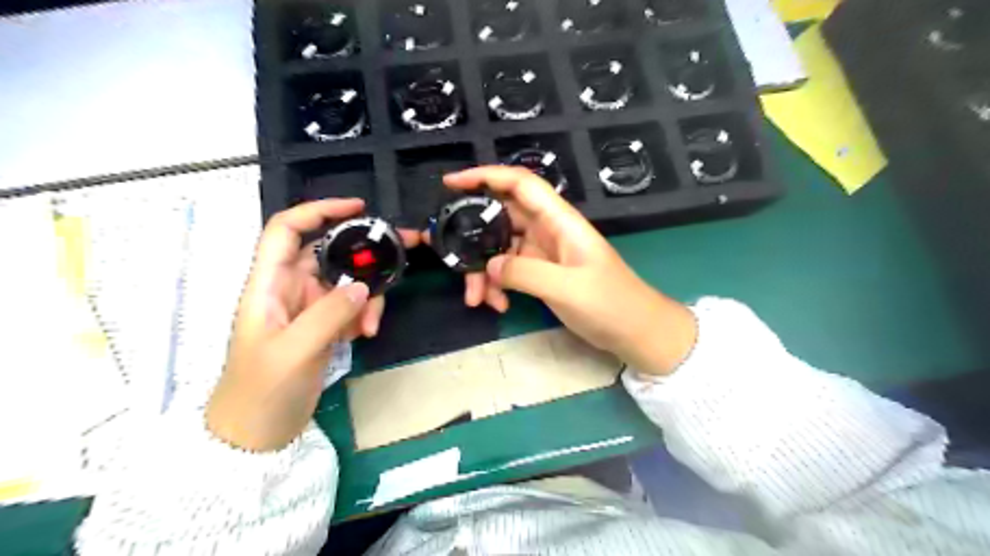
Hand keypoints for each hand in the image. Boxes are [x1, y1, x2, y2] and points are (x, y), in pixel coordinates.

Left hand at [211, 200, 418, 450]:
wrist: (256, 434)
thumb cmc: (261, 391)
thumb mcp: (294, 351)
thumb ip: (329, 314)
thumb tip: (363, 285)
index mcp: (268, 284)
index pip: (287, 230)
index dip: (318, 210)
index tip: (358, 208)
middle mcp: (288, 288)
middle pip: (329, 252)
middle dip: (364, 251)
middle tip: (405, 250)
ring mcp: (308, 308)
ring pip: (346, 281)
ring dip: (367, 295)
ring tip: (371, 325)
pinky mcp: (322, 326)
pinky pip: (350, 306)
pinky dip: (363, 314)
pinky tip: (363, 335)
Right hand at [441, 165, 695, 378]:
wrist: (635, 331)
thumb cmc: (611, 304)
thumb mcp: (567, 288)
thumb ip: (525, 273)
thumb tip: (489, 265)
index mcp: (560, 221)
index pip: (520, 184)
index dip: (486, 176)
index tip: (451, 183)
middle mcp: (548, 230)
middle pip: (501, 218)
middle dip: (473, 238)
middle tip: (449, 258)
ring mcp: (543, 251)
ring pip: (500, 247)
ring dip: (484, 270)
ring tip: (477, 299)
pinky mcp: (541, 272)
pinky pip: (509, 269)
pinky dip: (498, 284)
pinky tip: (498, 304)